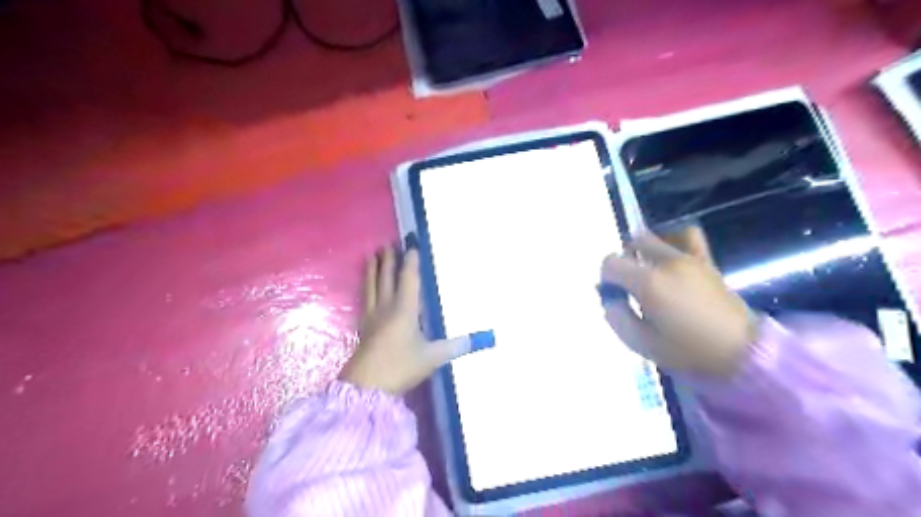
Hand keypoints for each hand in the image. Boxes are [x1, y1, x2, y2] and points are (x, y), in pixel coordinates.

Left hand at [338, 246, 470, 395]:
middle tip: (387, 244)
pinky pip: (365, 299)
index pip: (409, 279)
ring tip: (371, 255)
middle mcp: (387, 307)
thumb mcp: (433, 357)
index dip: (411, 262)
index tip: (412, 245)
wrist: (366, 386)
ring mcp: (372, 316)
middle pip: (386, 278)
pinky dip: (365, 287)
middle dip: (388, 260)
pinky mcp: (363, 327)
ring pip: (371, 286)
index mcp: (405, 309)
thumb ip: (456, 346)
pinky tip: (365, 288)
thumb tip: (481, 339)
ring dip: (372, 269)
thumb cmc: (401, 366)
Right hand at [603, 227, 759, 375]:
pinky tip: (670, 257)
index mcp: (648, 282)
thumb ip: (617, 317)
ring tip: (647, 269)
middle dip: (623, 260)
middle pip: (633, 244)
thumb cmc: (688, 351)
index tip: (613, 294)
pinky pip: (687, 236)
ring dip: (645, 249)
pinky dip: (673, 240)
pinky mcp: (706, 261)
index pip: (611, 263)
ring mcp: (688, 258)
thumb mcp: (641, 343)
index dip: (606, 277)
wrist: (741, 352)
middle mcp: (666, 263)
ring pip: (656, 237)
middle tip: (627, 283)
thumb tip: (610, 299)